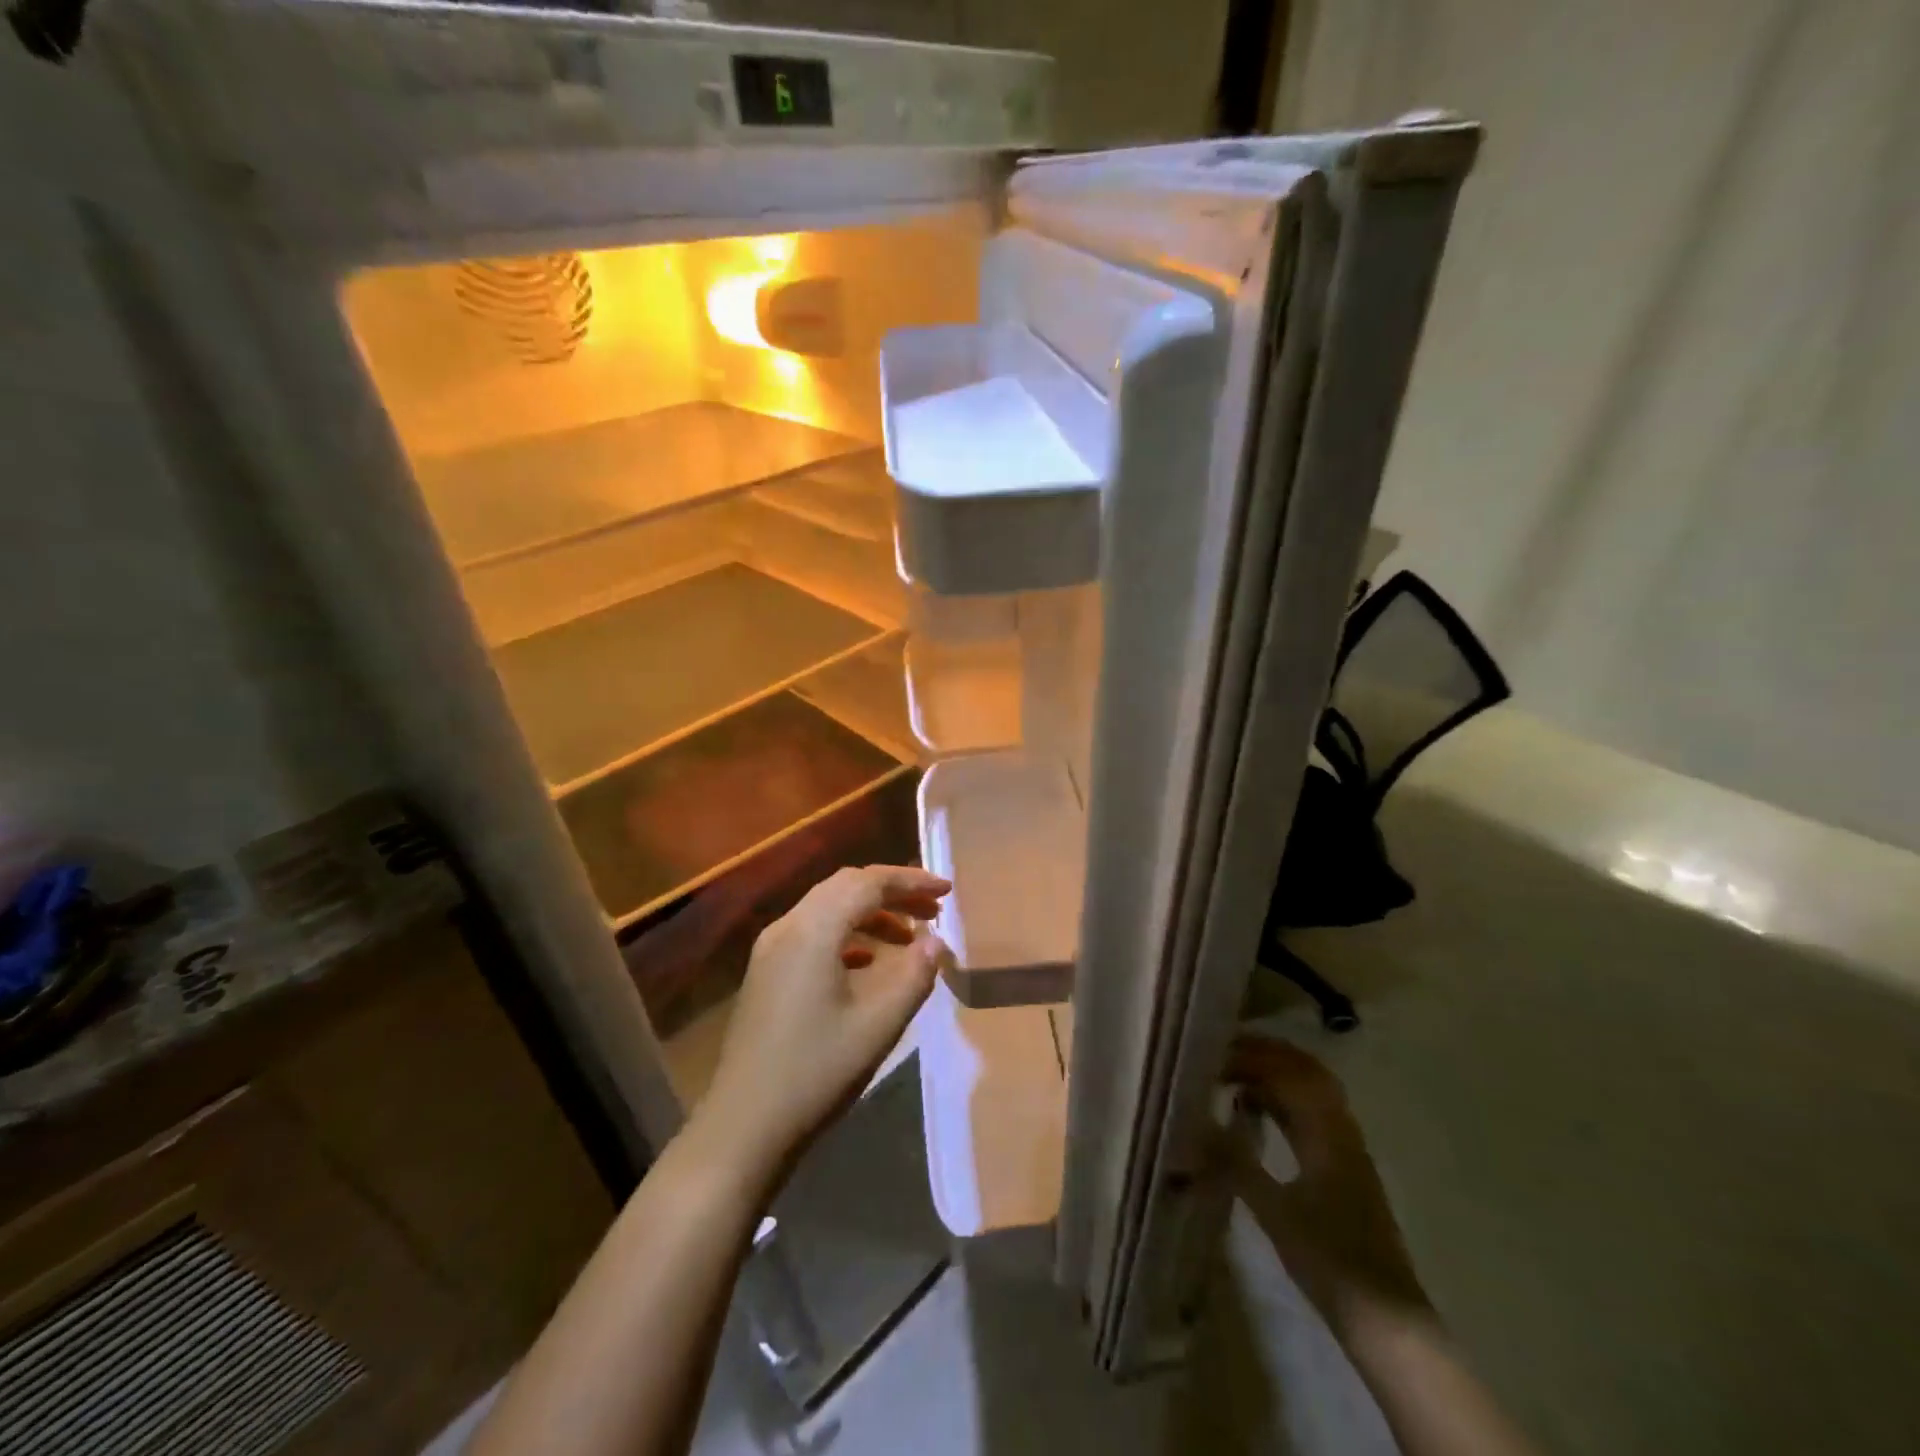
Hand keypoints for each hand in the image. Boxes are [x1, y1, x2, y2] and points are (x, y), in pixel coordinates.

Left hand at [689, 865, 949, 1187]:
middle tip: (933, 910)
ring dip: (871, 913)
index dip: (911, 880)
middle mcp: (788, 927)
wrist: (744, 1126)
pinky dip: (847, 934)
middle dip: (893, 892)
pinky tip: (868, 962)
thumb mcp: (879, 1025)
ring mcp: (771, 949)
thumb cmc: (817, 1072)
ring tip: (910, 938)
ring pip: (828, 908)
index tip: (947, 892)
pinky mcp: (766, 972)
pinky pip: (813, 932)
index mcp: (813, 930)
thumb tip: (936, 942)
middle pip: (846, 887)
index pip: (868, 883)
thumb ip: (914, 975)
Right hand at [1224, 1037, 1431, 1339]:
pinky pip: (1312, 1113)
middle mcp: (1341, 1130)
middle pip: (1305, 1071)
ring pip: (1311, 1090)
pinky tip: (1257, 1111)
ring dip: (1275, 1074)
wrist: (1386, 1320)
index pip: (1288, 1072)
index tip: (1213, 1054)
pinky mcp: (1344, 1167)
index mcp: (1327, 1133)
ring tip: (1233, 1073)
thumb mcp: (1274, 1212)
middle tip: (1223, 1051)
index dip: (1251, 1056)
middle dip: (1265, 1054)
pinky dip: (1283, 1099)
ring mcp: (1346, 1148)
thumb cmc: (1330, 1262)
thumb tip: (1194, 1123)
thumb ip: (1235, 1162)